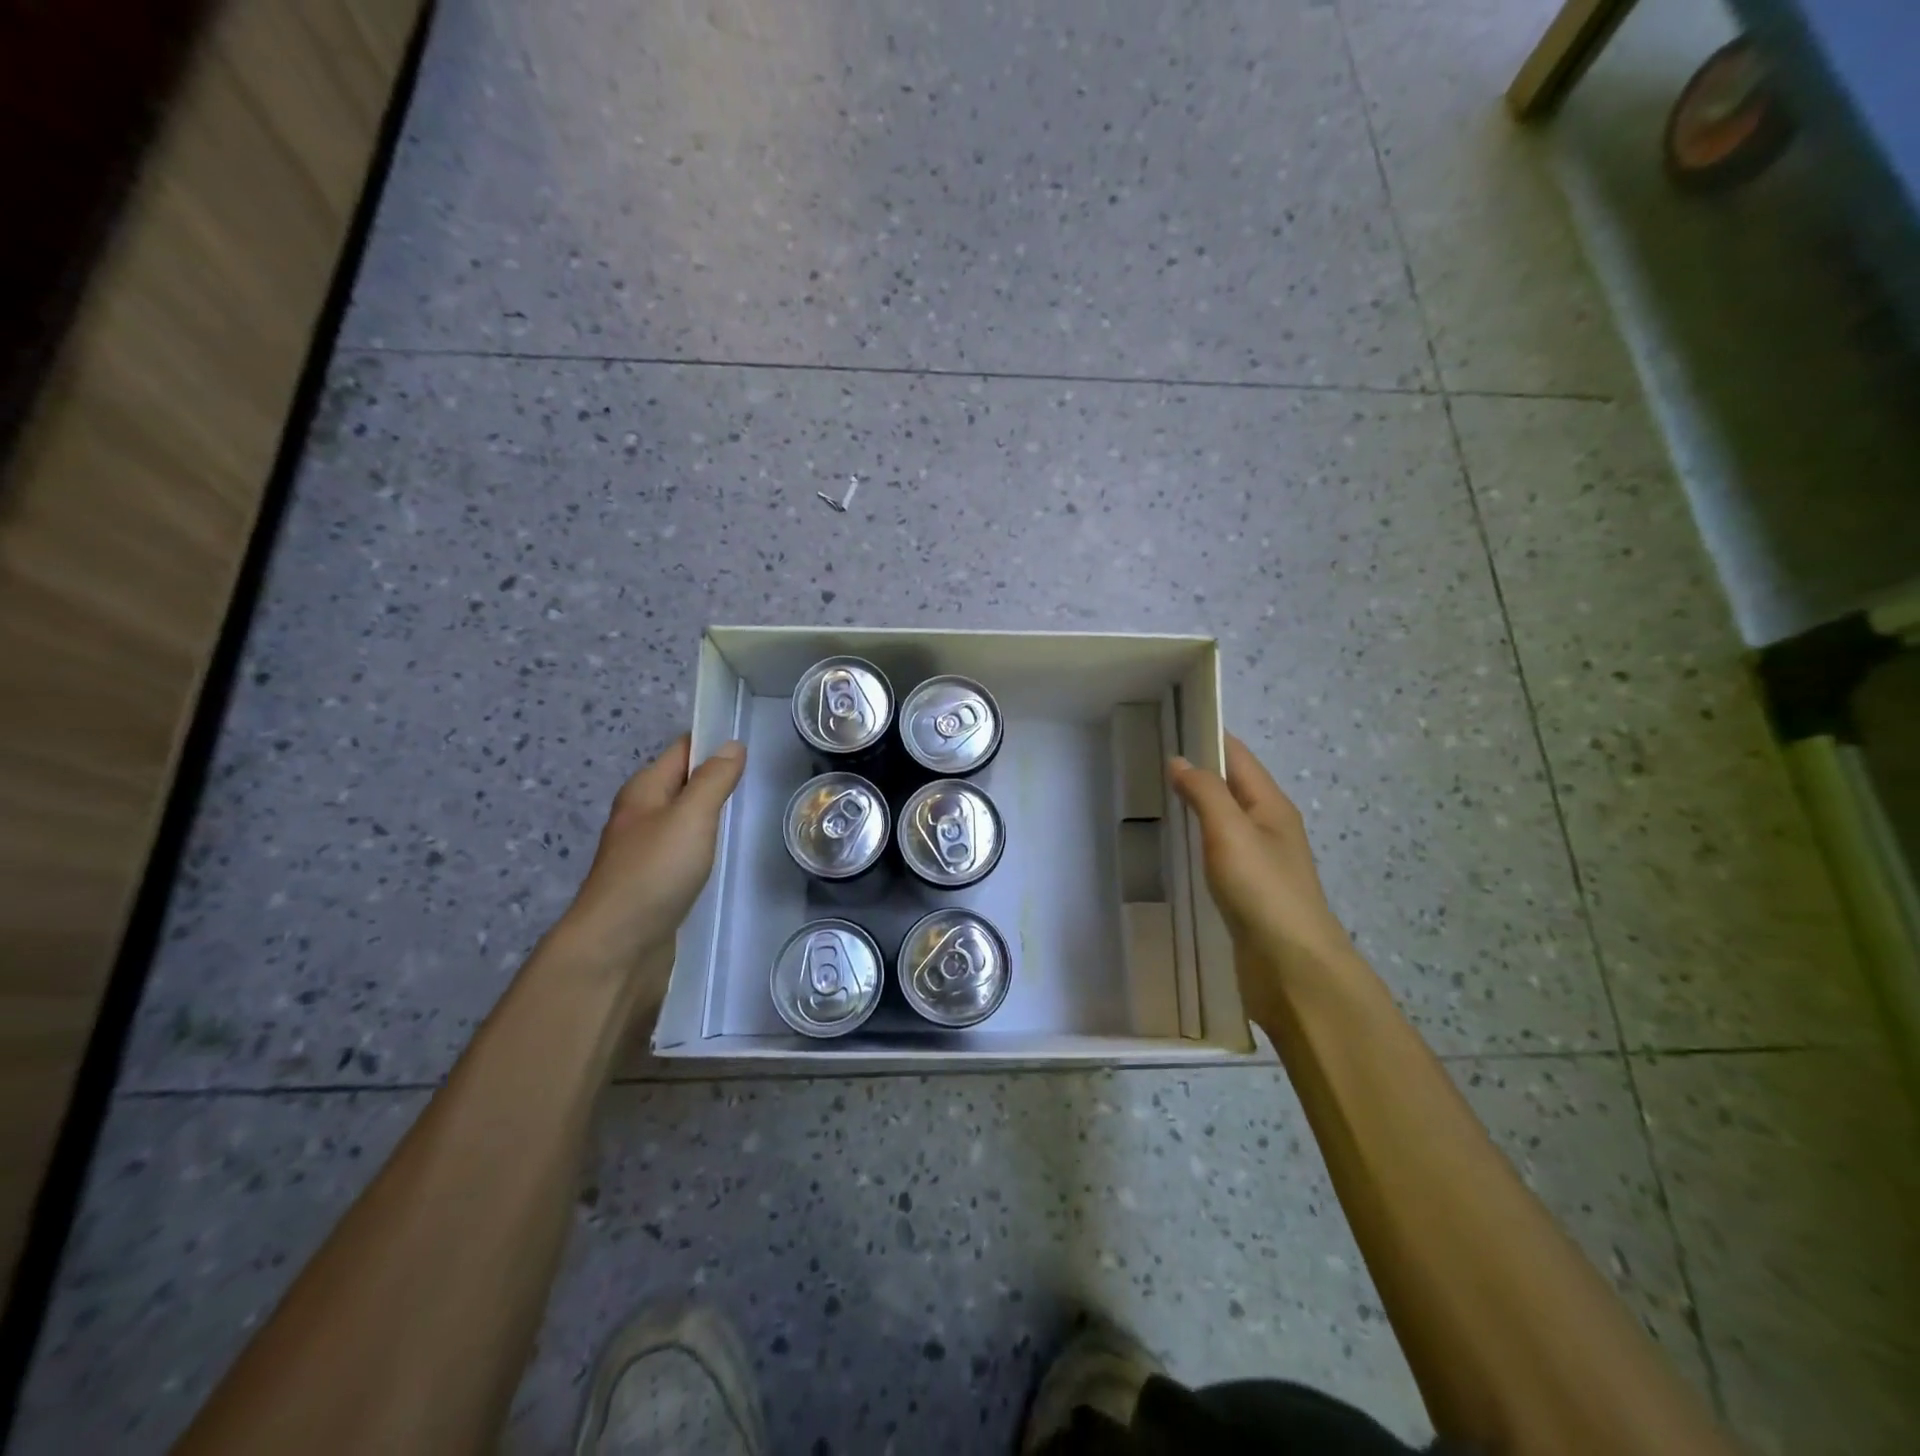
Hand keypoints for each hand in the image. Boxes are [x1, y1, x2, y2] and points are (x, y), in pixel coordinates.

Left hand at [554, 735, 746, 980]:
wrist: (617, 947)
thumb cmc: (654, 872)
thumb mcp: (690, 817)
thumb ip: (713, 780)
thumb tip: (732, 745)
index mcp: (644, 790)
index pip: (682, 750)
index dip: (714, 742)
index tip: (755, 744)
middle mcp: (642, 815)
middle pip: (684, 784)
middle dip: (718, 779)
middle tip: (764, 781)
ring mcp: (647, 851)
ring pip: (686, 819)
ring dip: (714, 814)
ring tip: (754, 814)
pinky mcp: (656, 883)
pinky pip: (687, 851)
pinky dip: (708, 846)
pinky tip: (729, 856)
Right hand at [1168, 735, 1355, 992]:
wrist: (1291, 966)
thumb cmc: (1262, 889)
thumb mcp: (1230, 831)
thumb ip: (1204, 792)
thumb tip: (1179, 760)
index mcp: (1271, 805)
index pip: (1238, 756)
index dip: (1208, 736)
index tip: (1169, 723)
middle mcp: (1269, 826)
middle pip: (1232, 786)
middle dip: (1198, 769)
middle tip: (1149, 760)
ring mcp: (1259, 861)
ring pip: (1224, 819)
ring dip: (1197, 805)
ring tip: (1156, 797)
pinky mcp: (1248, 891)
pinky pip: (1219, 851)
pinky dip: (1198, 838)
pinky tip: (1177, 846)